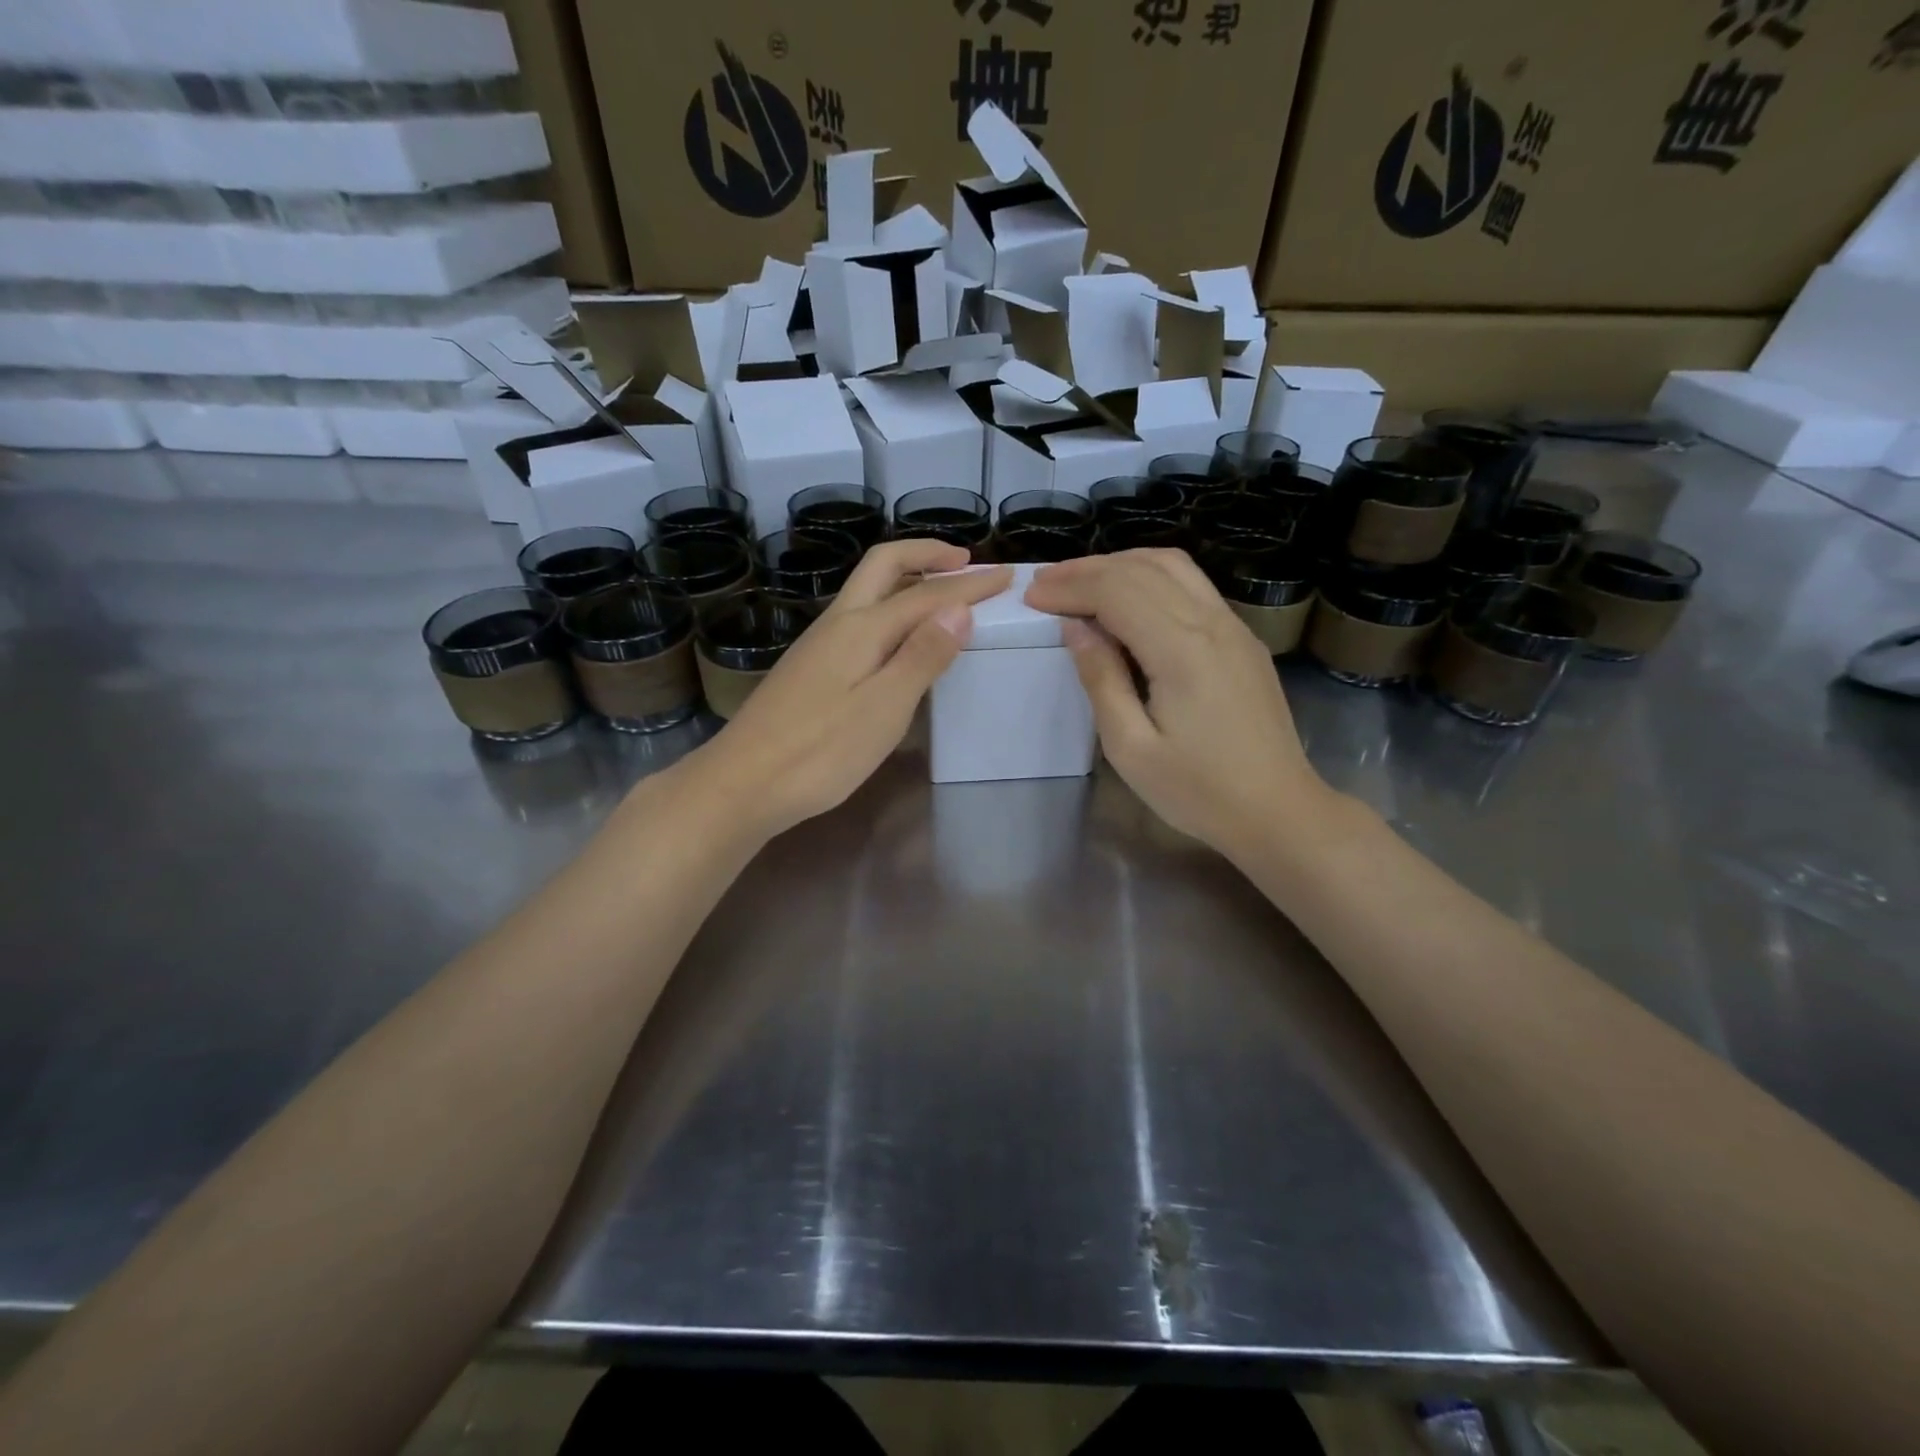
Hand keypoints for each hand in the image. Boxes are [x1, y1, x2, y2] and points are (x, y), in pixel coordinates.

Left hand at [687, 540, 1010, 839]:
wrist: (742, 784)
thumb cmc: (820, 753)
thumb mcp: (883, 709)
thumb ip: (921, 657)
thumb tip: (958, 609)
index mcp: (861, 628)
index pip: (926, 594)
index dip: (968, 584)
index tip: (1005, 577)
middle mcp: (837, 624)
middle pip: (883, 566)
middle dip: (926, 554)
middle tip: (966, 561)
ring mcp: (819, 645)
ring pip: (867, 591)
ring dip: (907, 579)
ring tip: (942, 592)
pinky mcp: (811, 669)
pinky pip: (859, 618)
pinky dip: (890, 609)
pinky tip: (900, 637)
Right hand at [1023, 549, 1328, 858]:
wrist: (1278, 810)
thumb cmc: (1198, 791)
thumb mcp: (1131, 748)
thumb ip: (1101, 680)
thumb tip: (1076, 629)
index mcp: (1181, 650)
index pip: (1116, 591)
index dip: (1070, 587)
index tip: (1032, 595)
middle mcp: (1212, 623)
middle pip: (1142, 569)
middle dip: (1088, 569)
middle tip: (1046, 583)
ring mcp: (1234, 627)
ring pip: (1173, 566)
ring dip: (1121, 565)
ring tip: (1081, 583)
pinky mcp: (1243, 639)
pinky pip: (1192, 586)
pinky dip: (1151, 578)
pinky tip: (1128, 600)